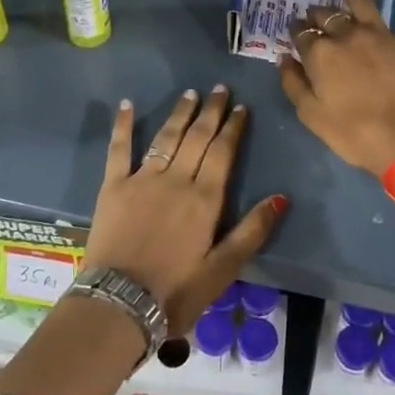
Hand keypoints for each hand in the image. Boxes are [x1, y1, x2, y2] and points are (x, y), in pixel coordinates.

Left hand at [84, 87, 285, 333]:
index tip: (240, 107)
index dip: (233, 127)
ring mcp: (142, 180)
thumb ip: (252, 231)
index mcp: (205, 199)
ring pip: (165, 137)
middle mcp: (176, 180)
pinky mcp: (113, 187)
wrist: (119, 304)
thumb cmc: (176, 292)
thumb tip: (281, 197)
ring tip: (190, 93)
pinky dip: (124, 125)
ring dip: (179, 113)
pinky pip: (119, 149)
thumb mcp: (223, 269)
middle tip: (219, 89)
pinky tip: (128, 104)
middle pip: (197, 137)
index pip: (223, 152)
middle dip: (210, 111)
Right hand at [279, 0, 394, 175]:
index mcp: (320, 54)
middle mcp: (347, 35)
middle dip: (317, 14)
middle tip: (314, 14)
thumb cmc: (353, 133)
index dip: (297, 32)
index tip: (295, 32)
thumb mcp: (311, 115)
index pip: (302, 35)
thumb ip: (293, 83)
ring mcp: (380, 34)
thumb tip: (283, 58)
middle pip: (327, 16)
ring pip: (362, 3)